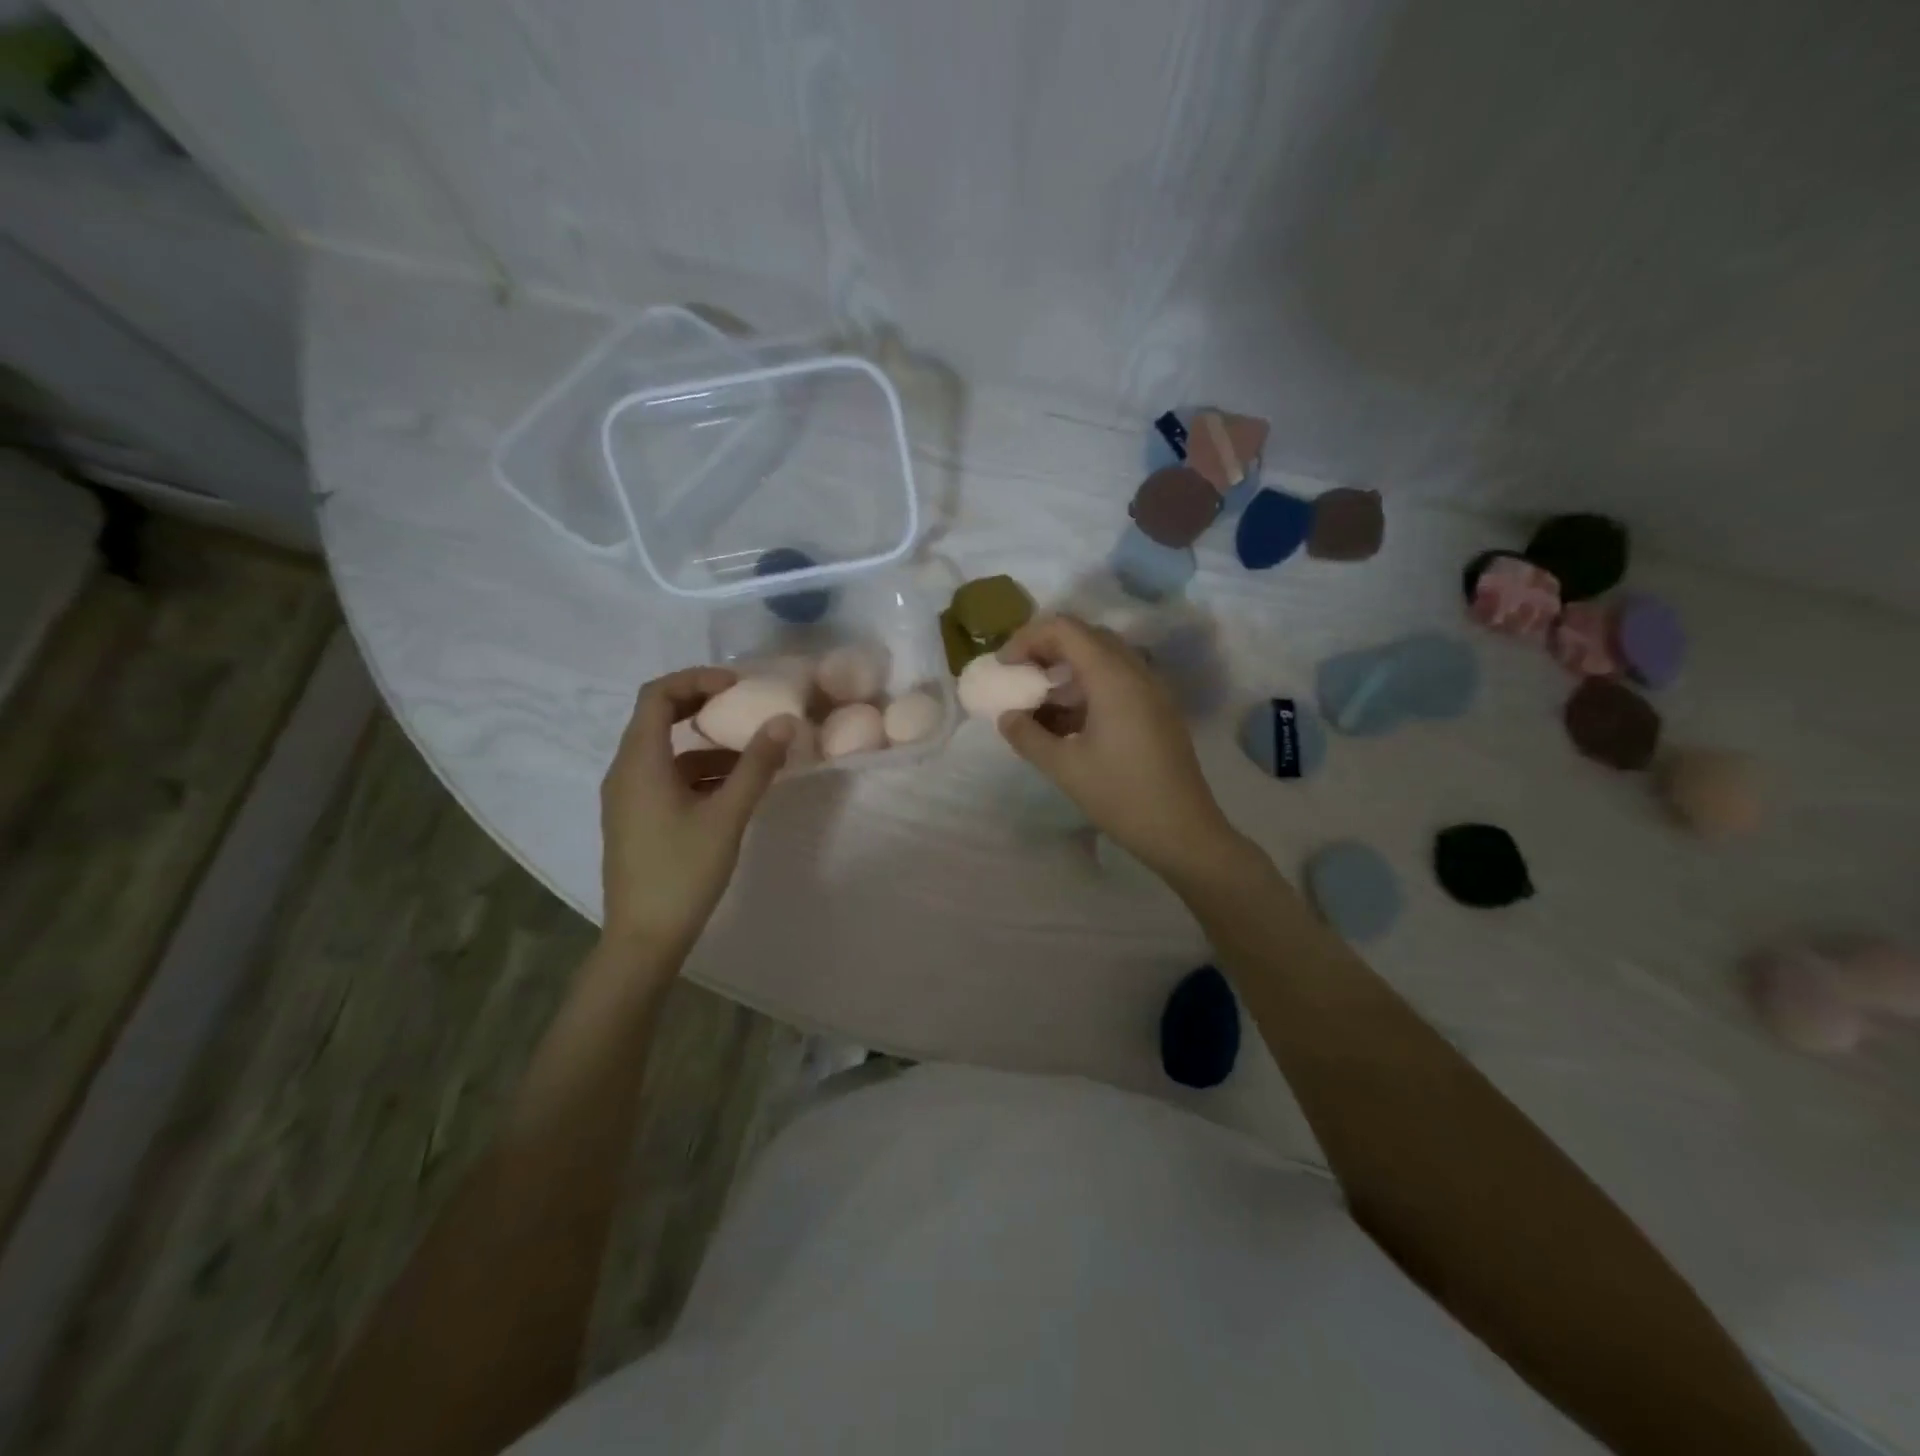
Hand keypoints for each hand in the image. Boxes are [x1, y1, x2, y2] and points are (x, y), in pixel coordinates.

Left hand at [599, 668, 794, 964]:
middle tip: (745, 706)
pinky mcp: (636, 817)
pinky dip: (699, 771)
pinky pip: (666, 776)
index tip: (738, 685)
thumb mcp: (727, 816)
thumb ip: (756, 766)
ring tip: (753, 753)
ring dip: (706, 742)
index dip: (697, 679)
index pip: (657, 695)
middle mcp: (625, 771)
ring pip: (666, 750)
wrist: (644, 939)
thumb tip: (784, 721)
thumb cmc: (683, 872)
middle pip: (658, 717)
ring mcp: (628, 796)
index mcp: (639, 762)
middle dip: (703, 705)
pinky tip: (734, 789)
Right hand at [998, 615, 1250, 885]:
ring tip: (1038, 704)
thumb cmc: (1121, 796)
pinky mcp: (1157, 709)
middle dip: (1045, 650)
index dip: (1027, 638)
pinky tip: (1067, 723)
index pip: (1064, 629)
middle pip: (1084, 636)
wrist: (1184, 832)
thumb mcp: (1064, 767)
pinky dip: (1087, 689)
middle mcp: (1135, 671)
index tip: (1004, 668)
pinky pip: (1117, 681)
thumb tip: (1007, 716)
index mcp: (1112, 676)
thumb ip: (1027, 736)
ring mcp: (1151, 689)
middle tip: (1019, 678)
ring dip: (1066, 671)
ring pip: (1102, 659)